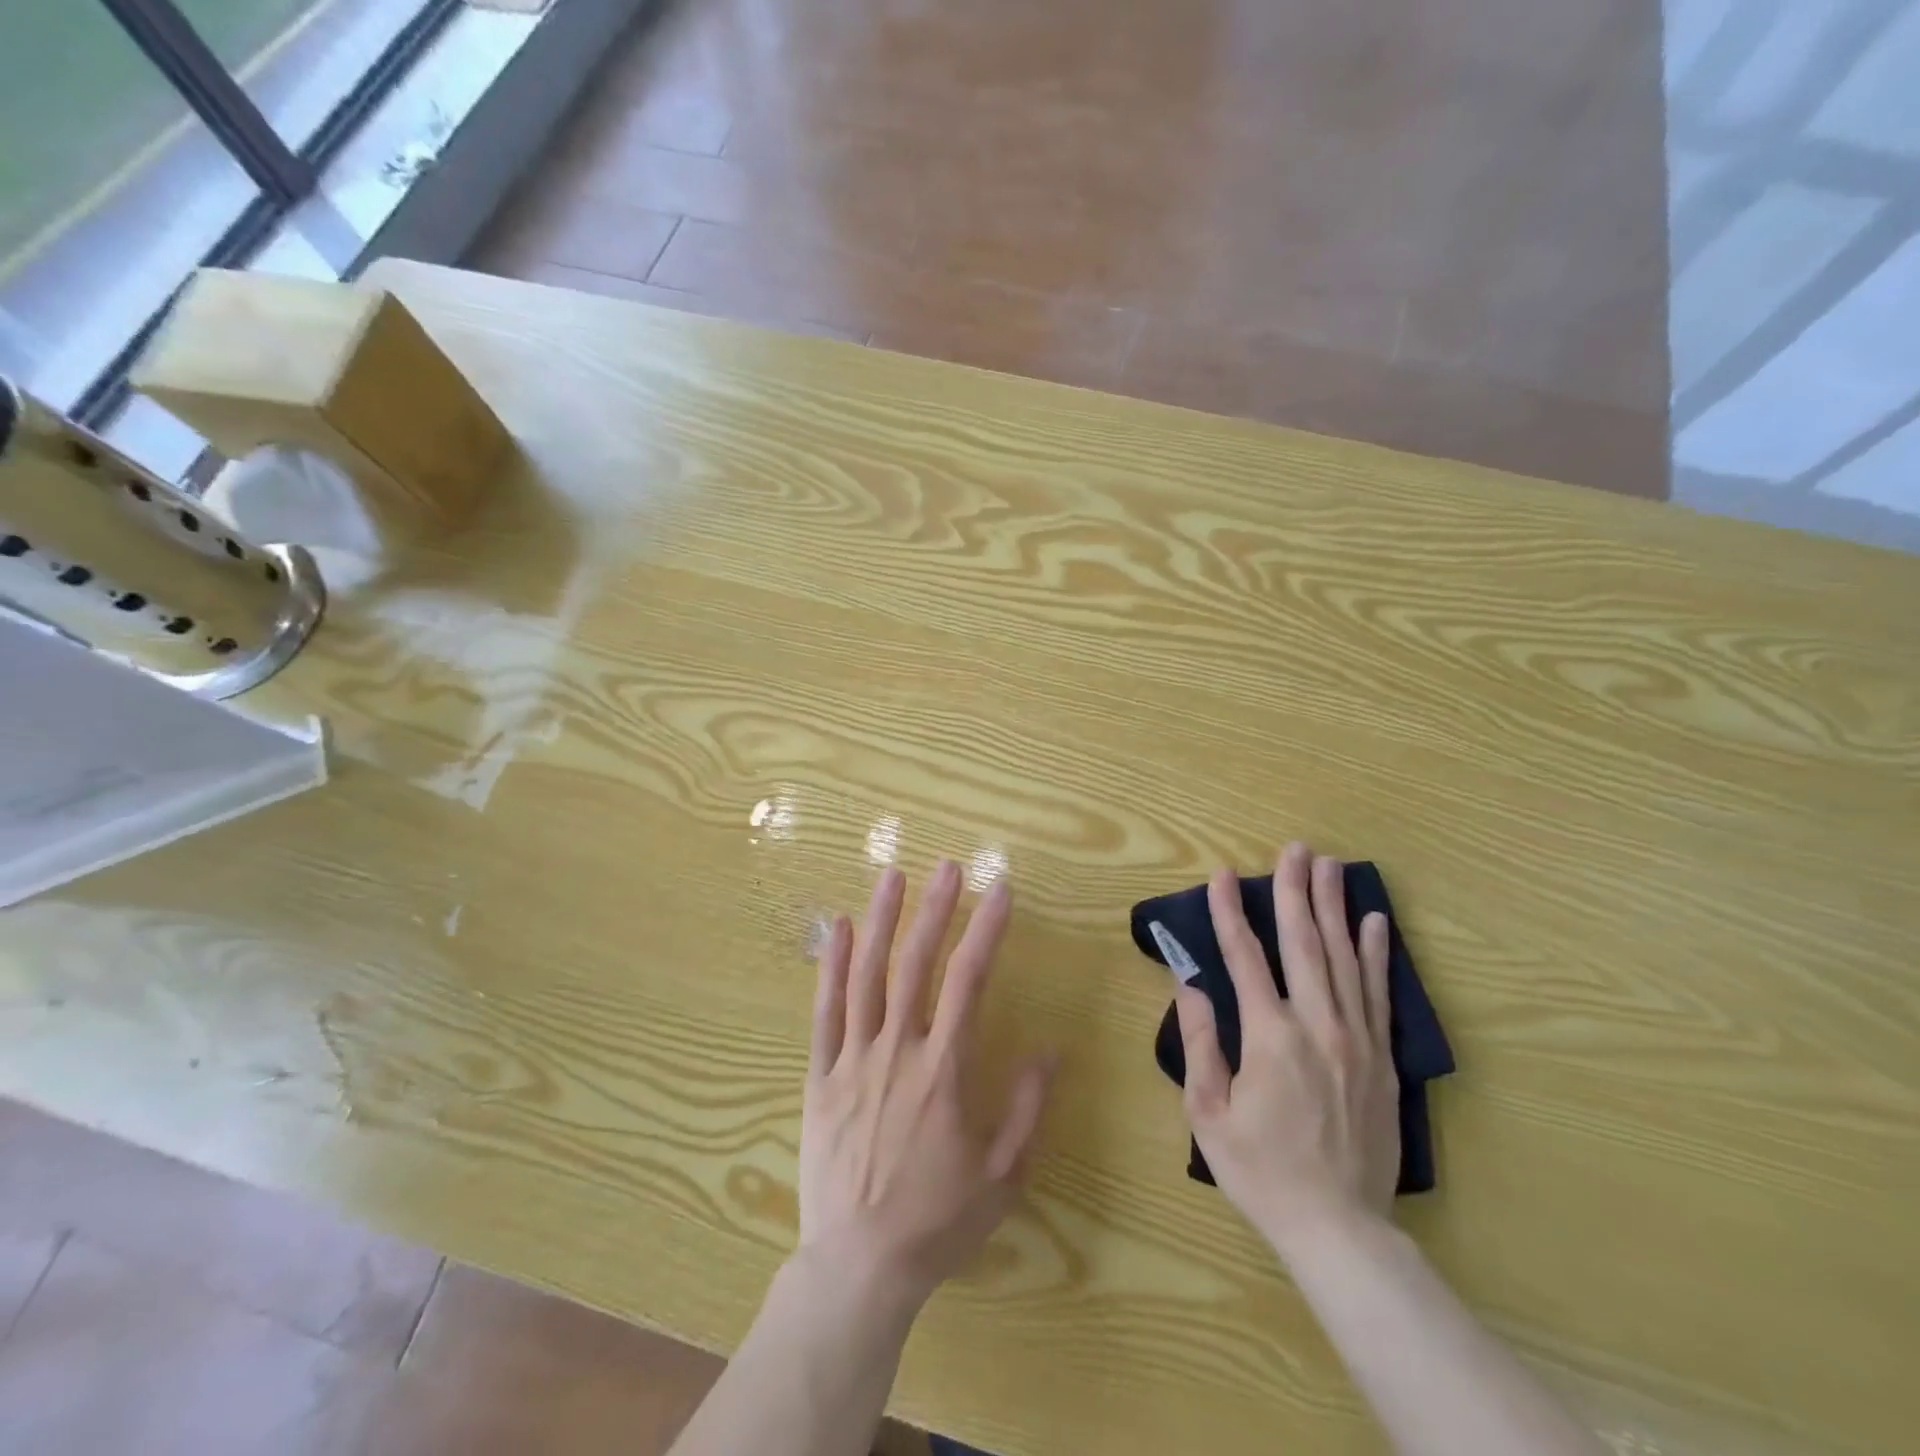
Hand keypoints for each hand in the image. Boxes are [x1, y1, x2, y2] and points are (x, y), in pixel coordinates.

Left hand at [800, 861, 1056, 1307]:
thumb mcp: (1002, 1175)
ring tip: (893, 875)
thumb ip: (1026, 1109)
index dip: (986, 932)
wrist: (859, 1266)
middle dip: (935, 911)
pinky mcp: (820, 1077)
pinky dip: (832, 967)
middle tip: (947, 867)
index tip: (1000, 892)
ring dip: (882, 921)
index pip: (969, 983)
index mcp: (943, 1071)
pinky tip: (841, 929)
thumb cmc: (937, 1221)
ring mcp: (853, 1061)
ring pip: (868, 977)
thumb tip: (1050, 1050)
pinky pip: (825, 1013)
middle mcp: (898, 1052)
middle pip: (916, 966)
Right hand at [1175, 842, 1399, 1255]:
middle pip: (1304, 943)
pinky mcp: (1382, 1058)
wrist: (1339, 1226)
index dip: (1230, 913)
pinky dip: (1375, 954)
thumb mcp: (1208, 1112)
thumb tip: (1192, 985)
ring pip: (1344, 958)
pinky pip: (1378, 994)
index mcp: (1270, 1037)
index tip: (1222, 876)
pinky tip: (1373, 922)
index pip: (1245, 958)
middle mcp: (1317, 1025)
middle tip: (1295, 849)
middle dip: (1296, 891)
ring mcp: (1357, 1039)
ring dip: (1334, 908)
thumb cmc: (1260, 1170)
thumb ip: (1200, 1043)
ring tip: (1331, 866)